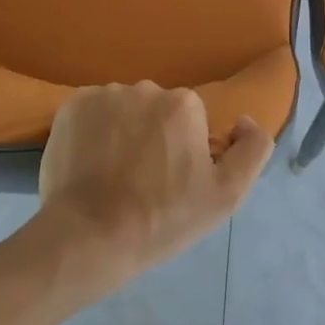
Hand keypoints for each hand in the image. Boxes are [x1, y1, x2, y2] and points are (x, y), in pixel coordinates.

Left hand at [36, 83, 272, 296]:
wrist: (88, 237)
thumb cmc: (162, 218)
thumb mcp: (227, 195)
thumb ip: (252, 149)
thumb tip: (244, 121)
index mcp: (184, 104)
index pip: (191, 121)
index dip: (185, 152)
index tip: (172, 183)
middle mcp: (146, 87)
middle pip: (157, 111)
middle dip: (154, 137)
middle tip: (142, 182)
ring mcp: (105, 94)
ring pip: (124, 110)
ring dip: (123, 133)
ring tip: (112, 175)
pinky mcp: (72, 105)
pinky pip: (92, 112)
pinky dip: (93, 131)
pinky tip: (89, 164)